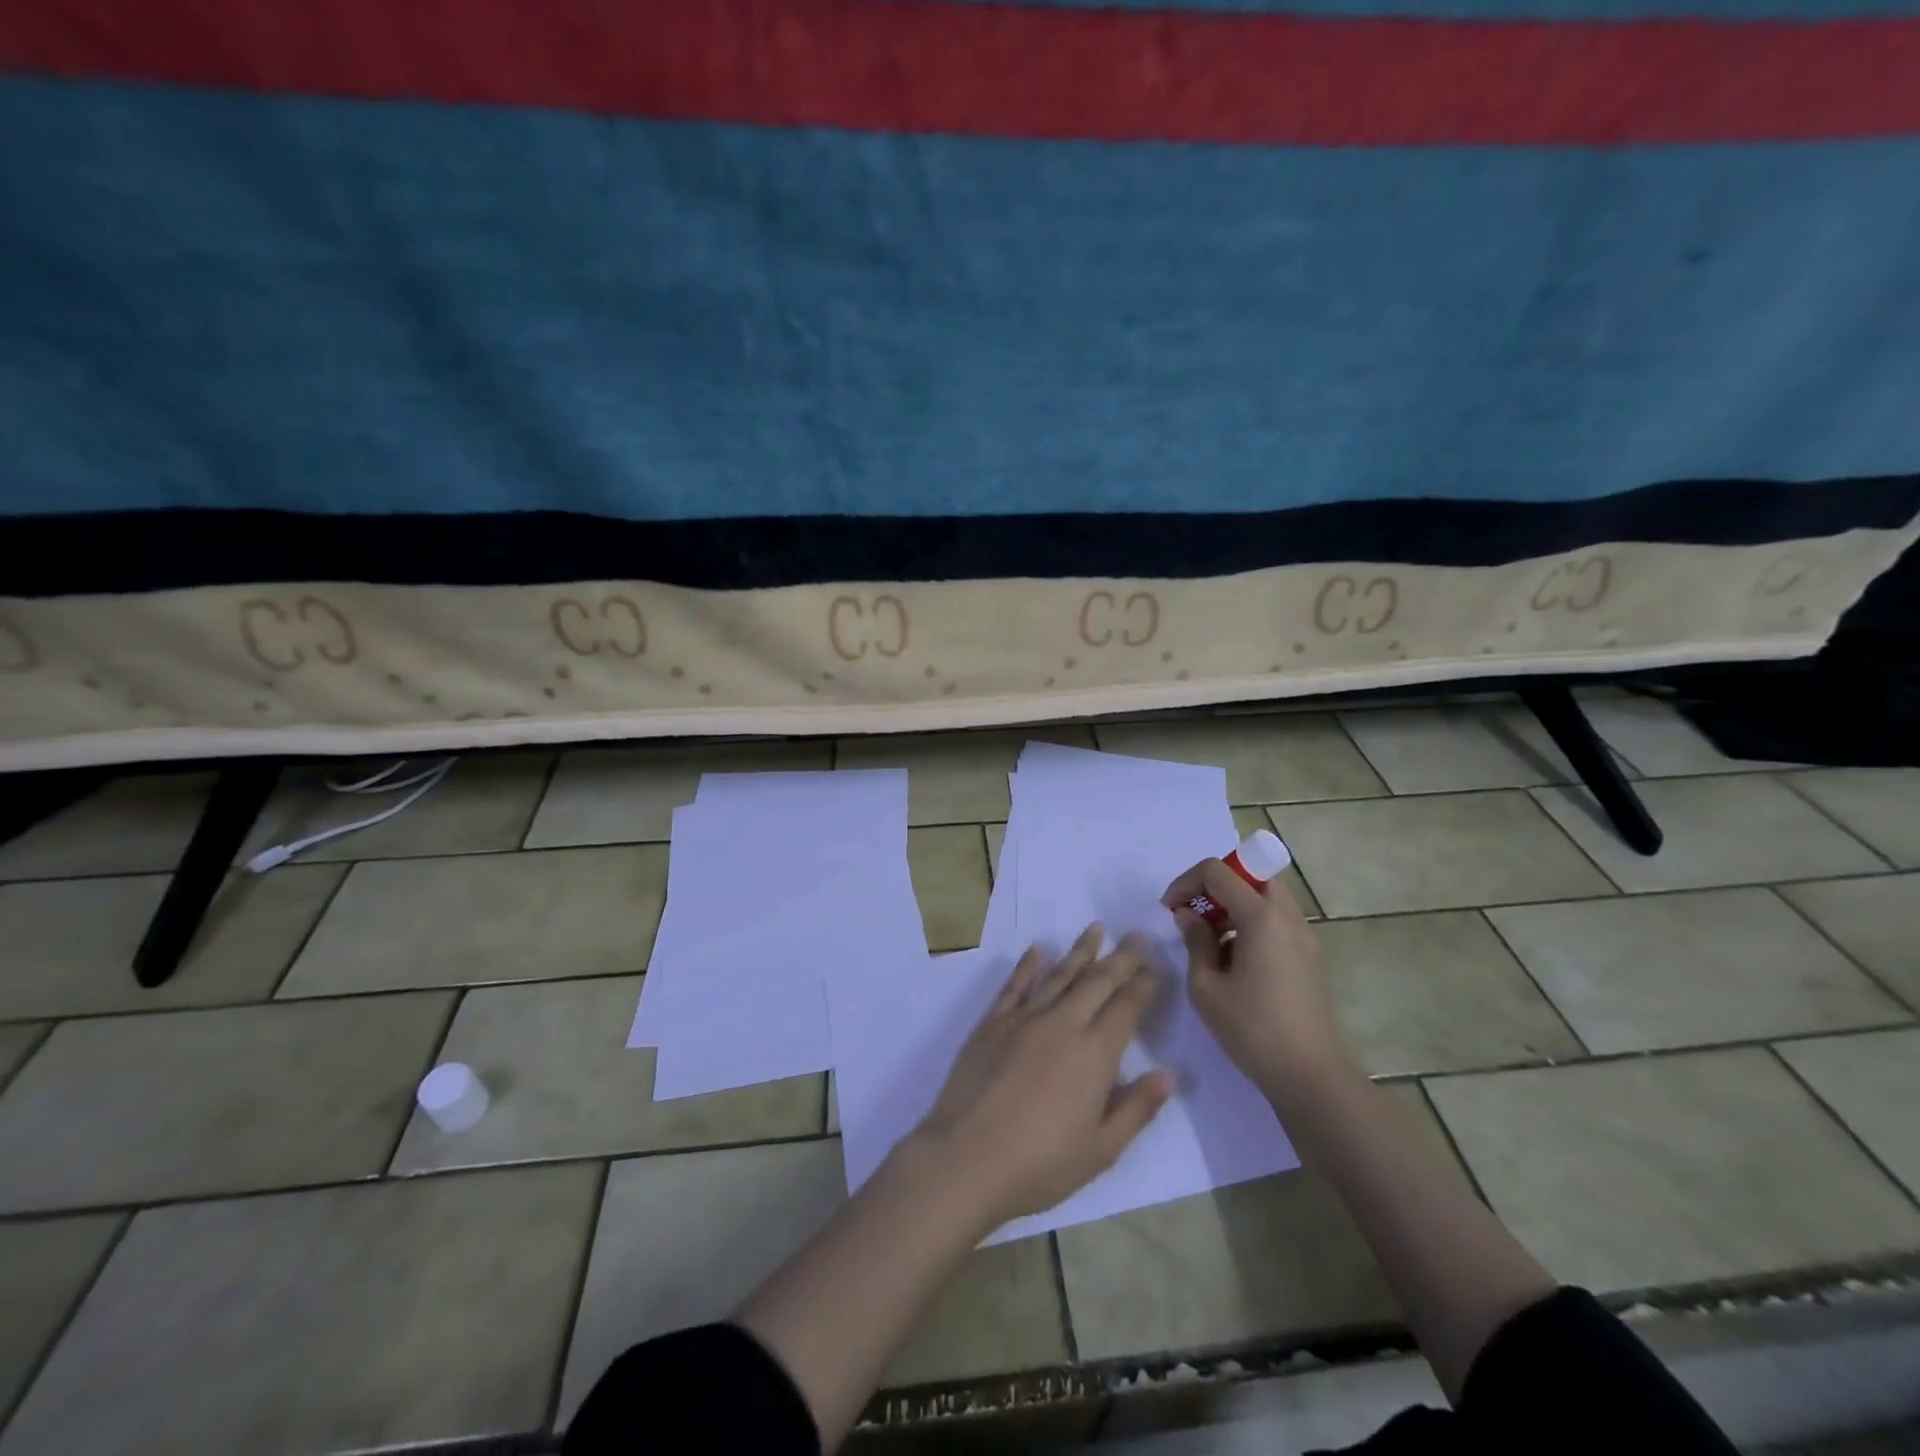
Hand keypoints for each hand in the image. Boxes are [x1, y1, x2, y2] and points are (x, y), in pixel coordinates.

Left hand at [908, 926, 1174, 1229]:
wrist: (966, 1158)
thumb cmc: (1040, 1164)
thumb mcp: (1102, 1149)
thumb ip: (1137, 1108)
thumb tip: (1168, 1074)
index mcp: (1095, 1054)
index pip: (1127, 1007)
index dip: (1144, 984)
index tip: (1156, 965)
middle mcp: (1063, 1024)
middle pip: (1098, 981)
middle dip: (1121, 957)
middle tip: (1137, 935)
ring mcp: (1024, 1019)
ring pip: (1058, 975)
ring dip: (1080, 951)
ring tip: (1096, 928)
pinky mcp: (992, 1023)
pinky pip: (1015, 985)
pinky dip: (1029, 965)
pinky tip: (1038, 950)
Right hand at [1161, 859, 1347, 1101]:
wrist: (1310, 1075)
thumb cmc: (1252, 1029)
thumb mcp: (1206, 987)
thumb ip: (1195, 941)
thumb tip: (1188, 915)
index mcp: (1261, 917)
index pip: (1218, 871)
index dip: (1186, 882)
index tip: (1169, 910)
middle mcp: (1287, 916)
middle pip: (1249, 874)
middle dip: (1215, 886)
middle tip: (1194, 914)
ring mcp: (1304, 935)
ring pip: (1265, 895)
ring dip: (1234, 904)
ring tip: (1211, 939)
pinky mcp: (1309, 955)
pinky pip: (1276, 919)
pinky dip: (1251, 922)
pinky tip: (1235, 959)